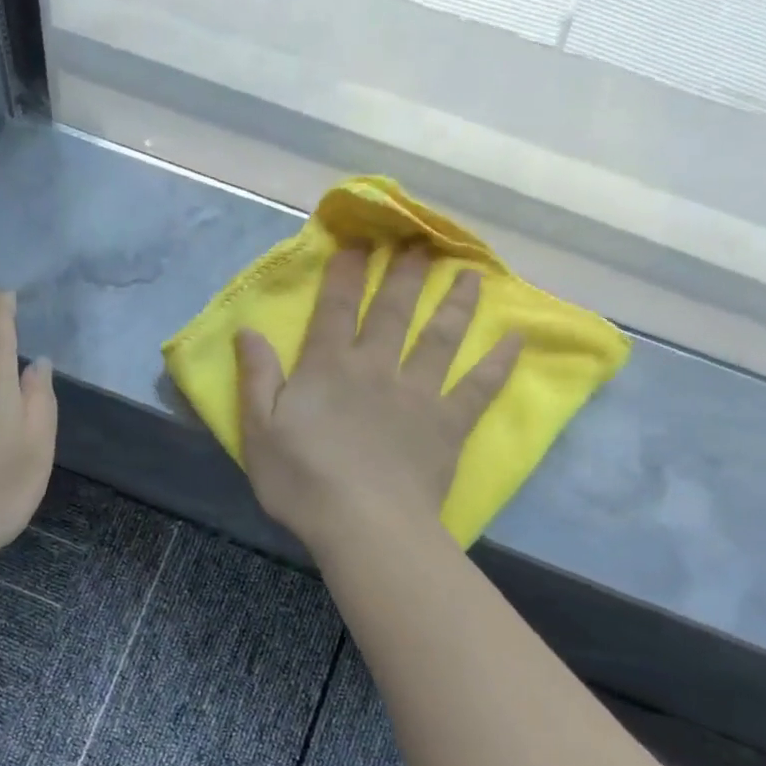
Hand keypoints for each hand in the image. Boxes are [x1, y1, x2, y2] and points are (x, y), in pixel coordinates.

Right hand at [236, 246, 519, 556]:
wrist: (364, 524)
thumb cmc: (302, 480)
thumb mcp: (259, 431)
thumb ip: (256, 378)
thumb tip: (248, 331)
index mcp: (328, 368)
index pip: (336, 308)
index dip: (345, 272)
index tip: (358, 241)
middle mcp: (376, 368)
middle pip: (393, 310)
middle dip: (404, 273)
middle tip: (420, 241)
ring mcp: (418, 393)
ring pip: (441, 337)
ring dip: (455, 302)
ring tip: (470, 273)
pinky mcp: (448, 423)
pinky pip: (479, 386)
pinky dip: (500, 362)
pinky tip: (517, 338)